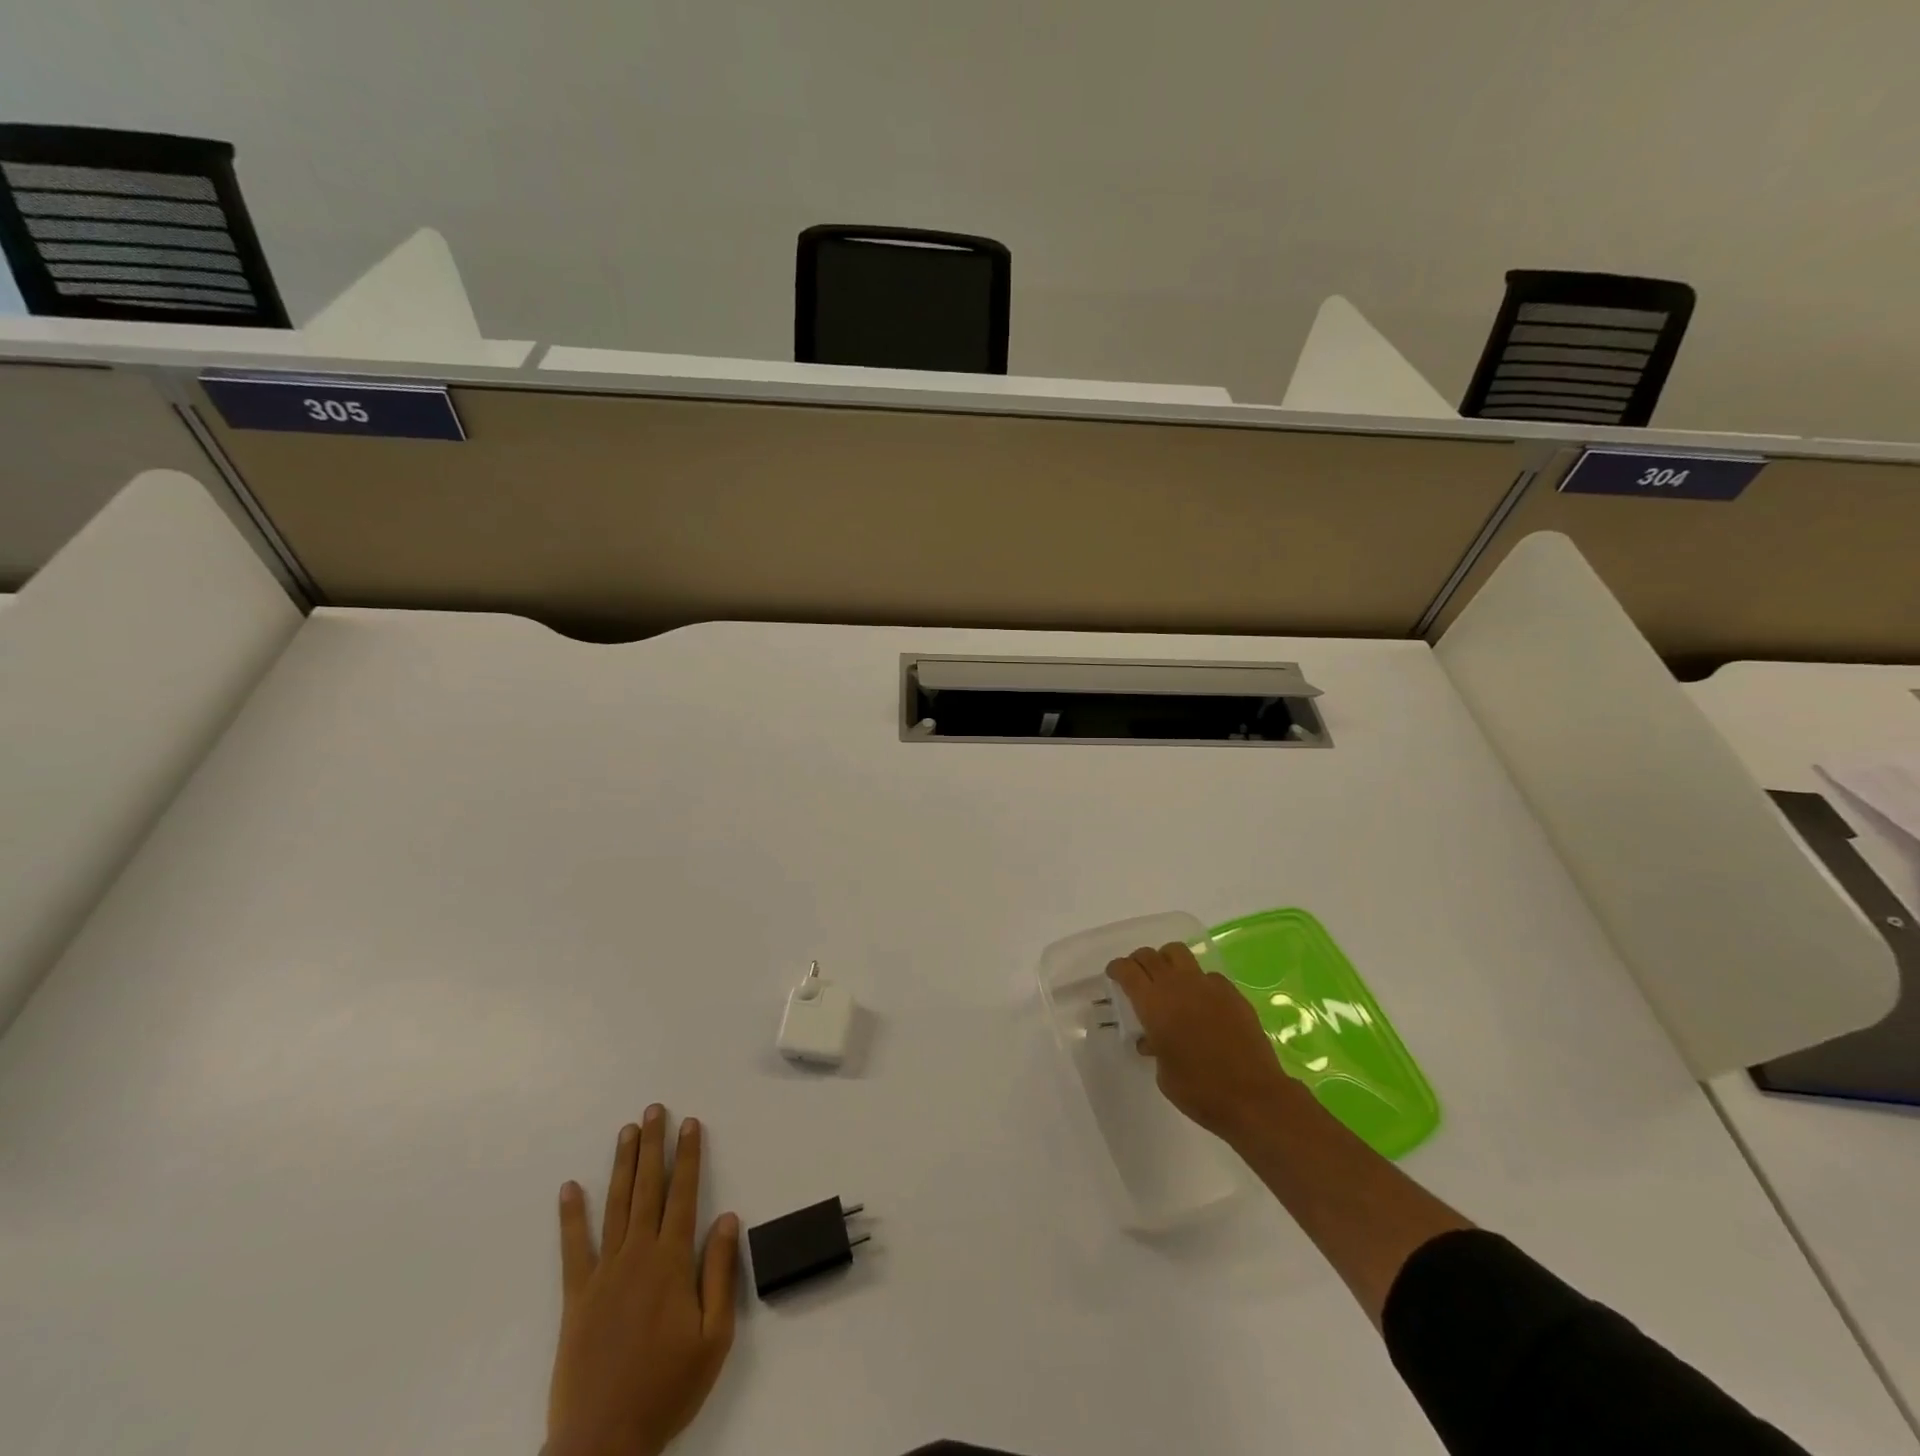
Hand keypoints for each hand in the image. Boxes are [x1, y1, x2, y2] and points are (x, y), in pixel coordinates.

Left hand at [548, 1107, 740, 1455]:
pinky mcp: (576, 1297)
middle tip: (654, 1110)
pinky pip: (573, 1249)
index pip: (684, 1194)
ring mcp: (603, 1274)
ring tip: (626, 1131)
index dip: (688, 1156)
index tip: (690, 1124)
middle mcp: (638, 1255)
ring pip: (615, 1206)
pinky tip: (569, 1189)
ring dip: (622, 1165)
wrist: (603, 1443)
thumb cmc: (667, 1388)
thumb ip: (720, 1273)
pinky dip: (571, 1216)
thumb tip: (727, 1219)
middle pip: (647, 1189)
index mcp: (672, 1262)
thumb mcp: (714, 1336)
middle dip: (653, 1146)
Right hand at [1107, 942, 1303, 1145]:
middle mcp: (1177, 985)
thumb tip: (1152, 1039)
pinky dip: (1197, 981)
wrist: (1253, 1097)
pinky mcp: (1232, 992)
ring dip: (1166, 960)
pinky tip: (1202, 1002)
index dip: (1117, 968)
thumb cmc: (1199, 1090)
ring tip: (1167, 978)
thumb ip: (1154, 1046)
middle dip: (1138, 961)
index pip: (1128, 970)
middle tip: (1136, 974)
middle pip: (1150, 955)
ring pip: (1178, 952)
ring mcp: (1207, 985)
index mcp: (1153, 1004)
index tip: (1114, 974)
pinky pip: (1207, 975)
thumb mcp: (1163, 1073)